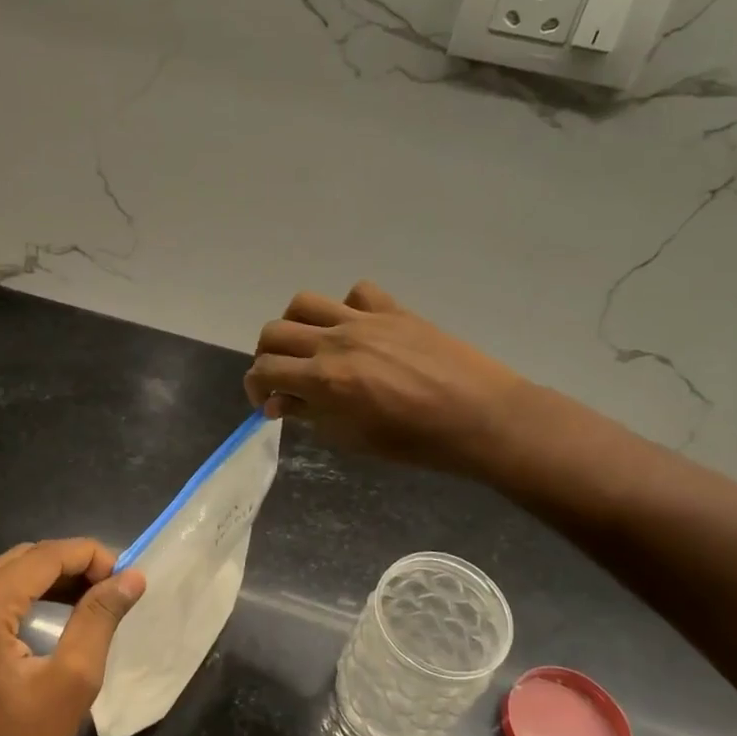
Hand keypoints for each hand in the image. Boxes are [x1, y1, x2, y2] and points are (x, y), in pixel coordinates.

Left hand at [0, 539, 144, 735]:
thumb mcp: (69, 686)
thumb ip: (99, 620)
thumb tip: (131, 577)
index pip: (46, 555)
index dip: (92, 557)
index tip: (126, 578)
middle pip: (21, 559)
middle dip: (69, 571)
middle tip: (107, 596)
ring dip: (40, 583)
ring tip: (77, 609)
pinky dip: (7, 595)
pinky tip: (27, 621)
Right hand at [245, 281, 529, 476]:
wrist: (481, 418)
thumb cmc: (416, 442)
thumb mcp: (354, 439)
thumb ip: (312, 415)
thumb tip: (283, 402)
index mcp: (325, 379)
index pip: (265, 371)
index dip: (255, 388)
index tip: (266, 403)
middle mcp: (336, 341)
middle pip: (274, 332)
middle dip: (267, 358)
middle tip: (282, 378)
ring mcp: (365, 320)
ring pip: (305, 303)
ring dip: (295, 325)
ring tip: (309, 346)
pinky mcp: (394, 310)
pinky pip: (357, 293)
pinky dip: (346, 308)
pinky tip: (356, 329)